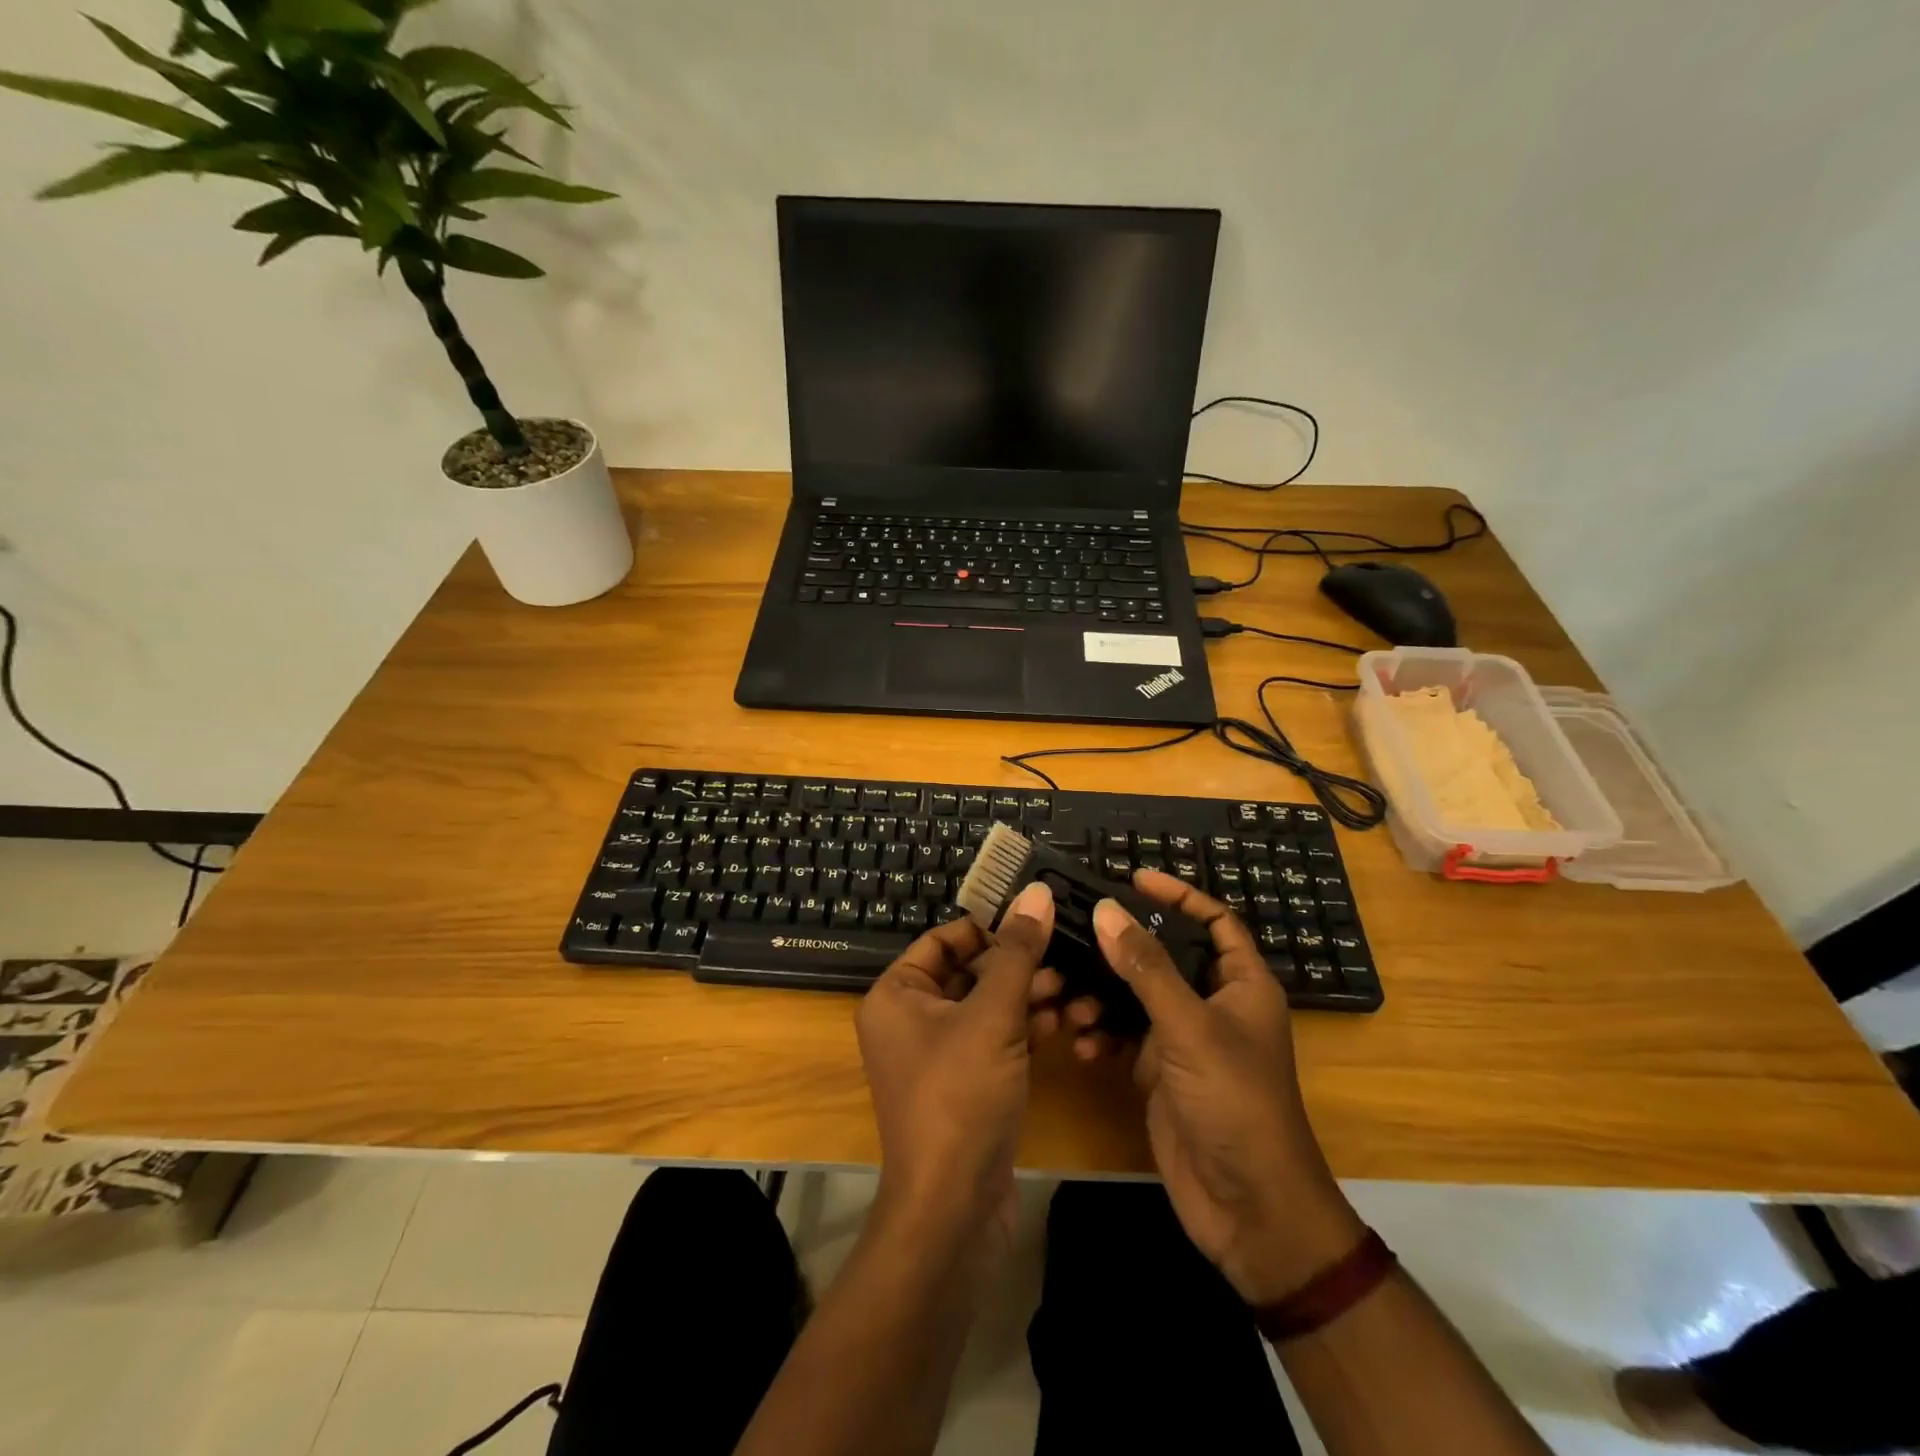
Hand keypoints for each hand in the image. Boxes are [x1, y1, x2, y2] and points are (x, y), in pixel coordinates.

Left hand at [856, 883, 1055, 1244]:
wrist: (954, 1207)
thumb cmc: (960, 1095)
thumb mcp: (992, 1015)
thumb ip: (1018, 952)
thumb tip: (1037, 891)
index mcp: (896, 994)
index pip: (944, 940)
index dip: (989, 928)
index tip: (1035, 924)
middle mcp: (910, 1018)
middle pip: (971, 971)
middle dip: (1018, 967)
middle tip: (1064, 963)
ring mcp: (938, 1054)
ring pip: (988, 1006)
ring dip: (1028, 997)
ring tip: (1073, 995)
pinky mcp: (966, 1083)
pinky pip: (995, 1039)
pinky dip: (1024, 1029)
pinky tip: (1064, 1024)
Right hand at [1094, 869, 1366, 1304]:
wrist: (1249, 1210)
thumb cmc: (1235, 1104)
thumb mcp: (1189, 1028)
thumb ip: (1146, 967)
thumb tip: (1106, 909)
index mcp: (1241, 985)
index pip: (1214, 921)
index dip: (1178, 895)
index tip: (1133, 877)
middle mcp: (1213, 1005)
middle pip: (1164, 955)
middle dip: (1122, 945)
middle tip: (1078, 928)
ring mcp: (1184, 1040)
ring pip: (1136, 996)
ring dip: (1102, 995)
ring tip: (1070, 1000)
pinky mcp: (1159, 1072)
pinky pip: (1124, 1036)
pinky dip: (1102, 1035)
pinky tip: (1082, 1044)